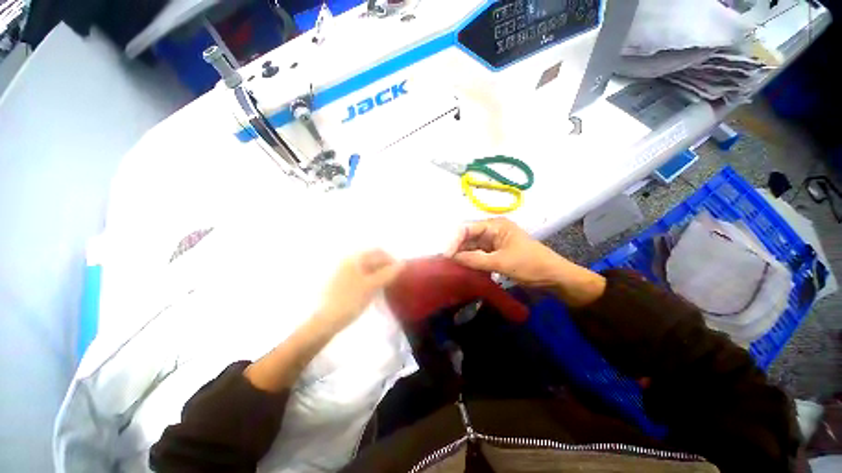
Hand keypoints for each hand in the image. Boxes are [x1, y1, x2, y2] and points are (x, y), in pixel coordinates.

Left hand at [315, 249, 404, 332]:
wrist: (326, 321)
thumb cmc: (351, 300)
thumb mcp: (372, 286)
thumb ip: (388, 273)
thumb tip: (403, 263)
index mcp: (354, 258)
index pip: (378, 251)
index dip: (391, 259)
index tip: (400, 271)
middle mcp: (348, 261)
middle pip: (372, 258)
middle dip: (385, 266)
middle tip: (394, 279)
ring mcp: (343, 271)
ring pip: (366, 268)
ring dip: (378, 273)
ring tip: (386, 285)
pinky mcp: (341, 282)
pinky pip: (360, 275)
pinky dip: (370, 279)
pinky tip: (374, 289)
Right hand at [444, 218, 566, 286]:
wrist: (554, 277)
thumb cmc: (530, 265)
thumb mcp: (501, 262)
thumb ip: (475, 259)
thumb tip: (452, 258)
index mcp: (495, 225)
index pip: (467, 228)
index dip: (454, 240)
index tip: (444, 255)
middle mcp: (492, 230)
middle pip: (467, 237)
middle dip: (456, 248)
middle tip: (443, 262)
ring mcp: (493, 241)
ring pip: (471, 246)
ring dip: (461, 255)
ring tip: (448, 265)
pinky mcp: (495, 252)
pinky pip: (478, 254)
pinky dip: (470, 260)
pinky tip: (461, 267)